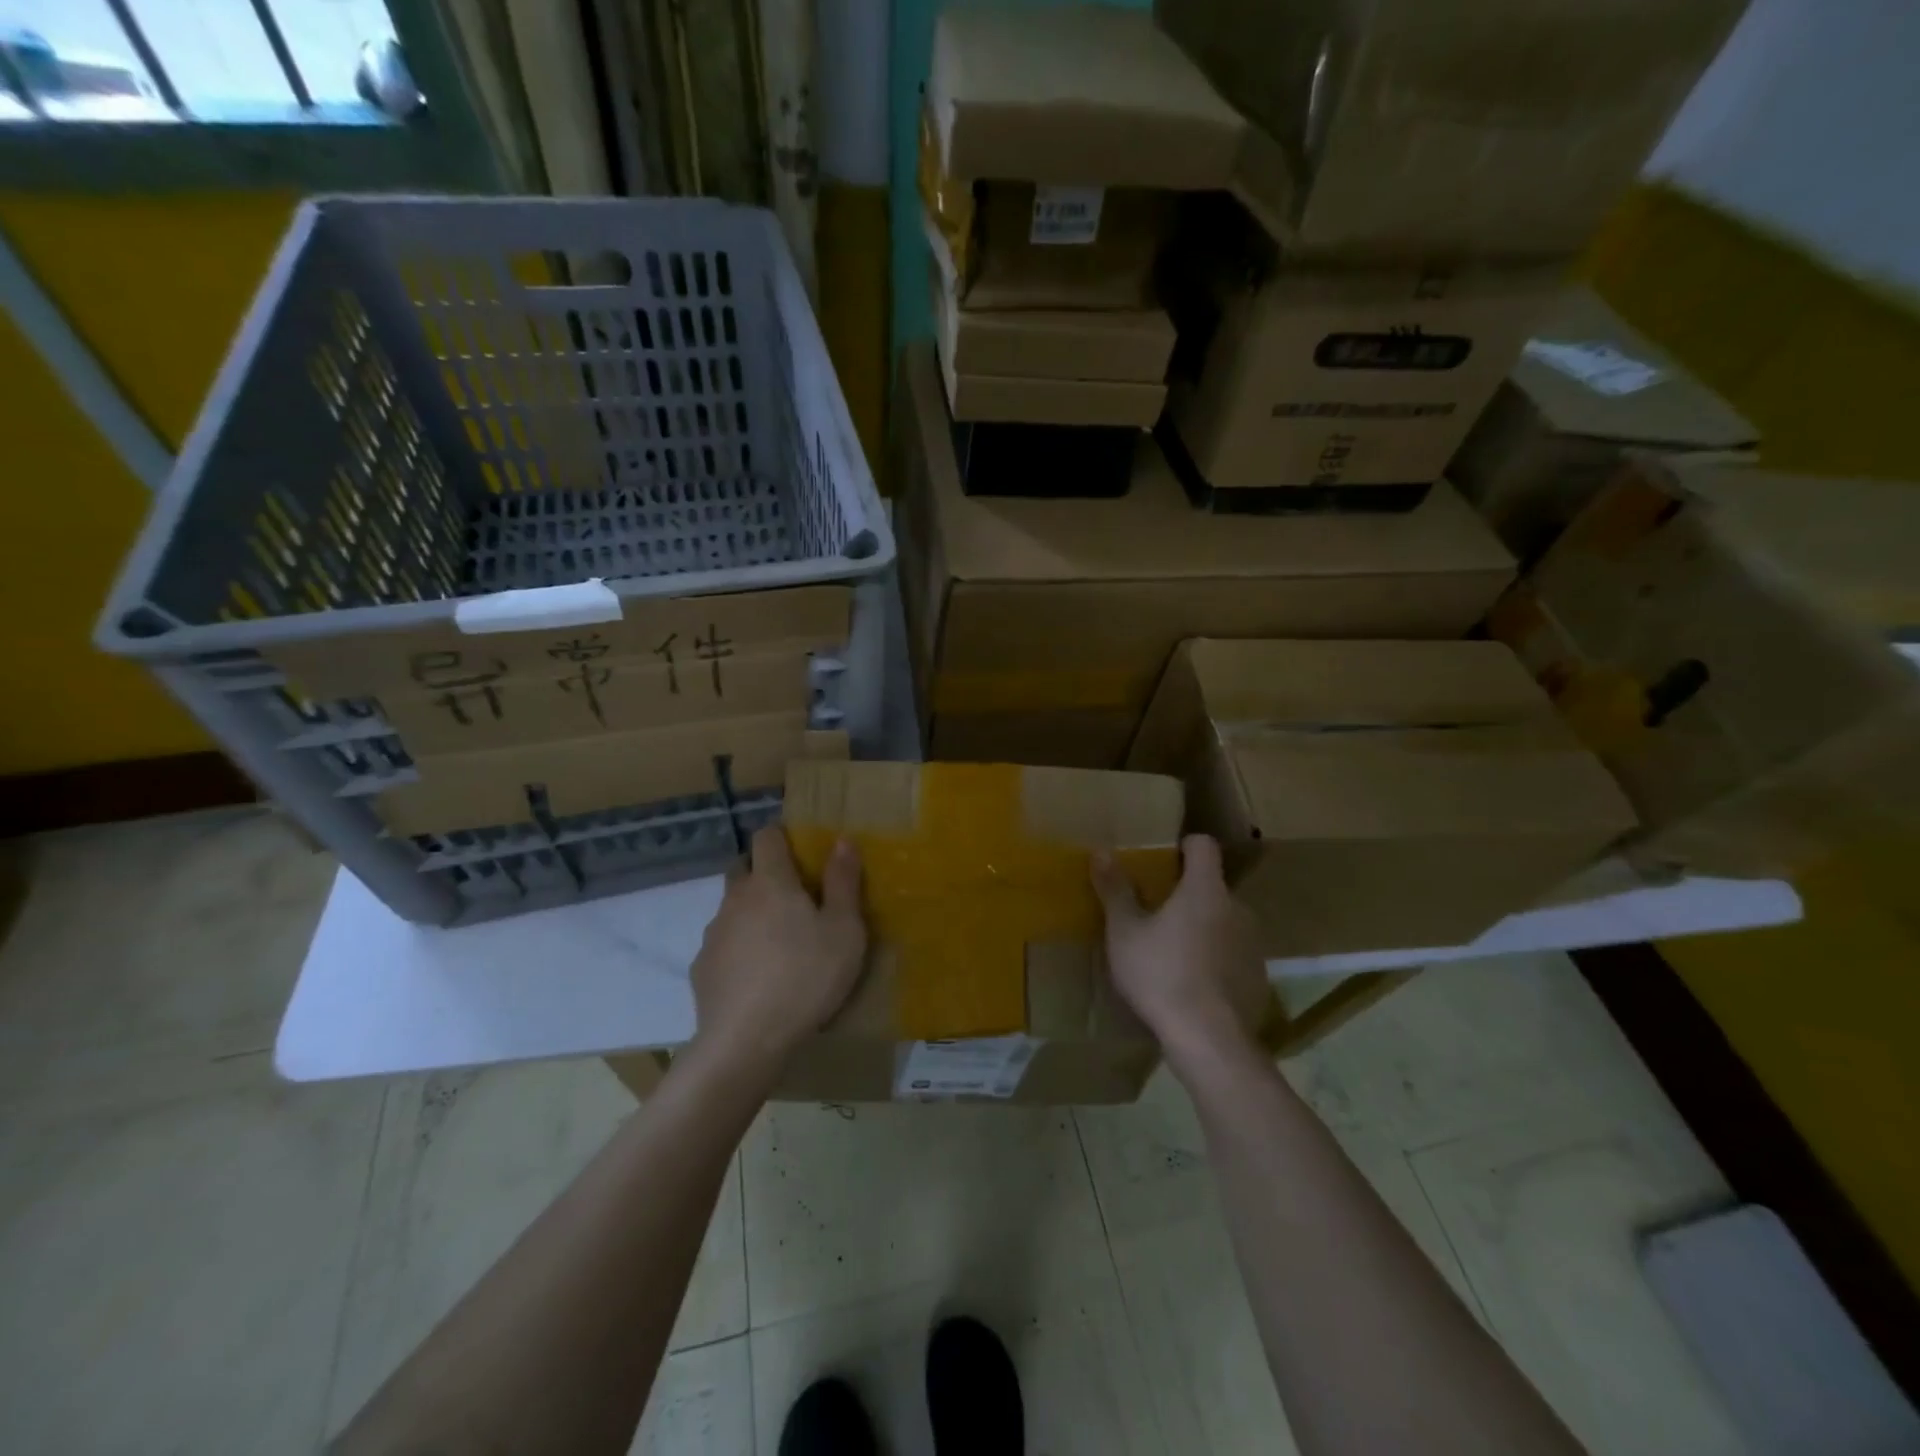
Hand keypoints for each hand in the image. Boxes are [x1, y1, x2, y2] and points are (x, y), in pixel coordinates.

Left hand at [689, 825, 866, 1077]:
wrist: (746, 1041)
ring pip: (732, 907)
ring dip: (751, 912)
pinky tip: (756, 976)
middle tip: (793, 896)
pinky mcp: (701, 967)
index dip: (782, 836)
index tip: (801, 850)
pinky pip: (723, 944)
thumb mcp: (844, 930)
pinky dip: (738, 948)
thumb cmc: (806, 977)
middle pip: (743, 867)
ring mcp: (714, 933)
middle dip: (763, 871)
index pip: (767, 836)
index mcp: (771, 882)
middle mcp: (736, 898)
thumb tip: (842, 840)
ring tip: (778, 942)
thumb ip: (843, 882)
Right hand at [1091, 834, 1267, 1072]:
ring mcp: (1253, 944)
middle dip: (1187, 894)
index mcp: (1205, 889)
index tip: (1163, 861)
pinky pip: (1233, 954)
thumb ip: (1115, 890)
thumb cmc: (1161, 974)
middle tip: (1156, 915)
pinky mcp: (1259, 977)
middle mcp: (1237, 908)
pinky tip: (1193, 984)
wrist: (1208, 1040)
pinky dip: (1216, 959)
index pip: (1204, 846)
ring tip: (1173, 953)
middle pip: (1212, 886)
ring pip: (1224, 921)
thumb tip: (1101, 851)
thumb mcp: (1124, 932)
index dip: (1184, 846)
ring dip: (1202, 927)